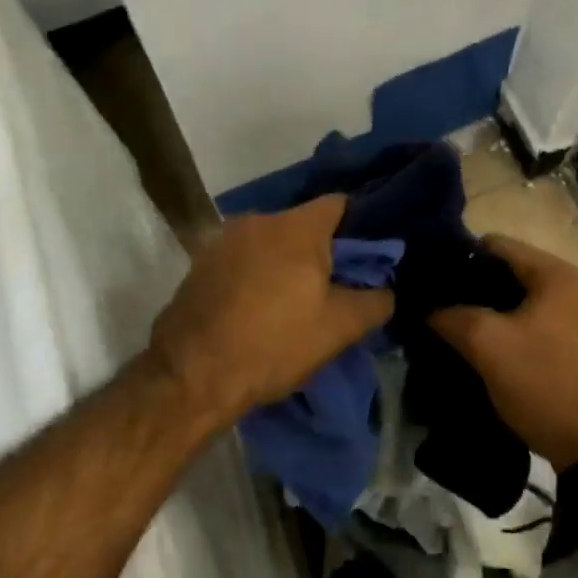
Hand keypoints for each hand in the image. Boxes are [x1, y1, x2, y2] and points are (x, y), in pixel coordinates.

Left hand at [148, 195, 393, 429]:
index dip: (361, 227)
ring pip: (271, 242)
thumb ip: (374, 301)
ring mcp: (223, 239)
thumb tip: (386, 290)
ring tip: (295, 300)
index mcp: (296, 226)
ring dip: (286, 263)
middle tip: (335, 286)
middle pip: (303, 224)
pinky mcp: (200, 262)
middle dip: (322, 250)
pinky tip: (258, 306)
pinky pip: (243, 258)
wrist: (191, 374)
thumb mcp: (338, 329)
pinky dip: (257, 273)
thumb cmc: (273, 344)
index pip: (341, 204)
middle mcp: (258, 220)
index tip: (368, 257)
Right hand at [429, 235, 577, 471]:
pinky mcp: (574, 345)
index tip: (427, 277)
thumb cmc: (543, 381)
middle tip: (433, 304)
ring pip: (517, 301)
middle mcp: (571, 287)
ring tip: (449, 325)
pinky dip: (504, 330)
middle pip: (506, 271)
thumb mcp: (487, 344)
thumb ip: (451, 316)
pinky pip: (530, 324)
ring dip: (485, 311)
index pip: (495, 245)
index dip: (457, 257)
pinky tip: (478, 346)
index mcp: (555, 274)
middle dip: (469, 287)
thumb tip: (427, 307)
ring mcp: (576, 317)